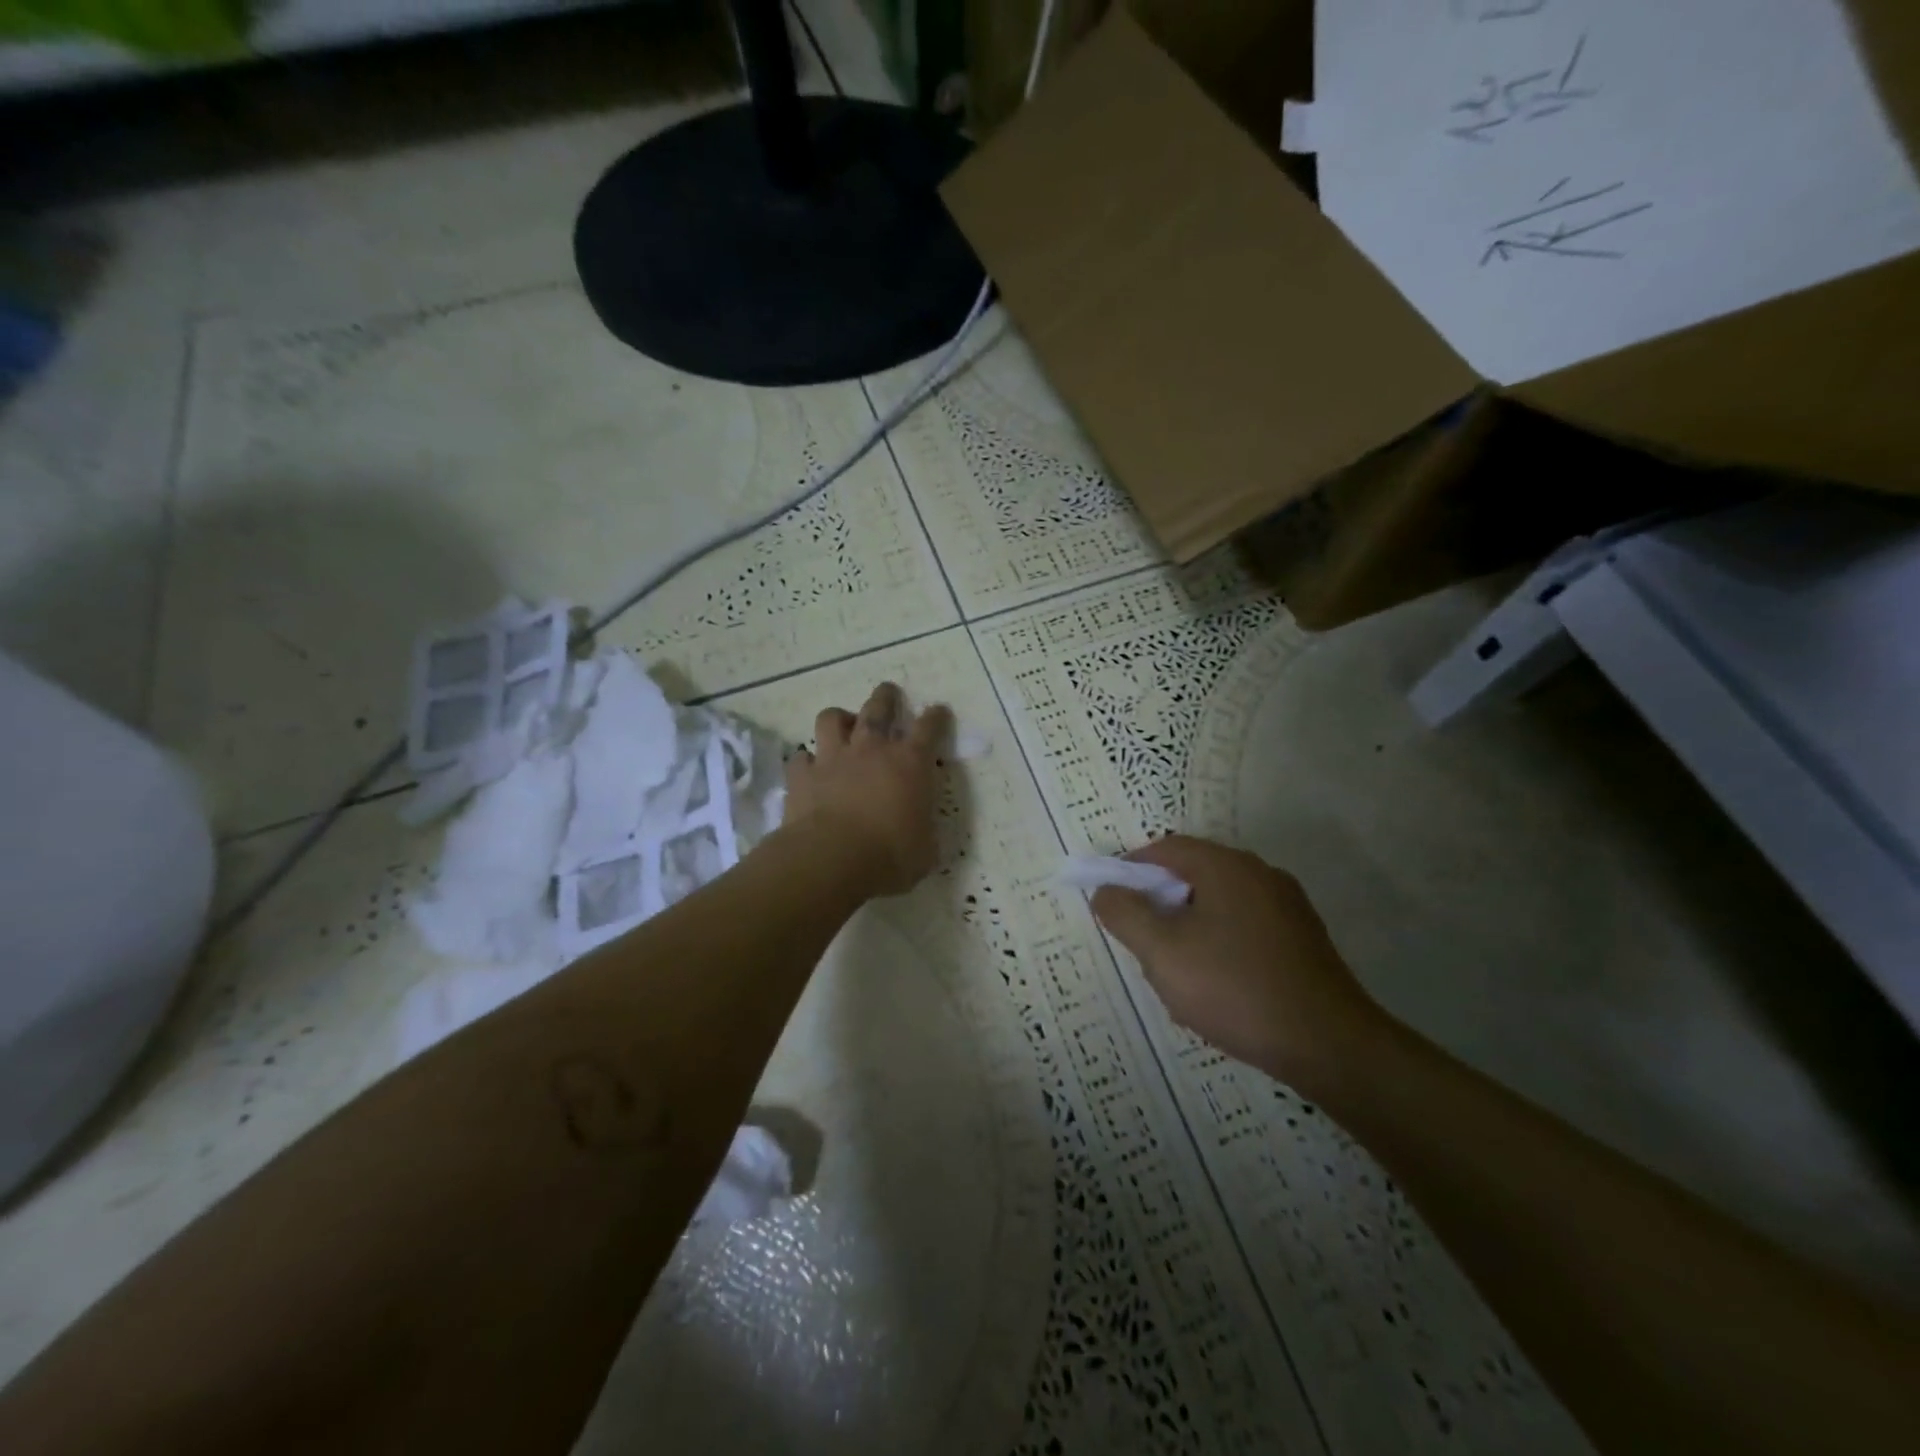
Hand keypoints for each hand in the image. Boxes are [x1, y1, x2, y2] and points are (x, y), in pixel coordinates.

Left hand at [783, 683, 950, 897]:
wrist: (832, 859)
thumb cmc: (890, 856)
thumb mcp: (924, 848)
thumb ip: (923, 829)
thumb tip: (920, 830)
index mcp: (910, 764)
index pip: (928, 728)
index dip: (935, 717)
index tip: (938, 711)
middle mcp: (871, 750)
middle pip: (878, 708)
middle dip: (886, 697)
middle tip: (888, 692)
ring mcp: (833, 759)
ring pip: (832, 719)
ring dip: (839, 718)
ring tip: (842, 724)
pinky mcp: (802, 776)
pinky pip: (800, 757)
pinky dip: (805, 760)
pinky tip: (808, 768)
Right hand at [1090, 835, 1383, 1088]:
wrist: (1328, 1044)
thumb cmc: (1234, 988)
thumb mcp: (1162, 953)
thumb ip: (1125, 914)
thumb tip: (1106, 890)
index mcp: (1226, 866)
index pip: (1166, 848)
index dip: (1132, 869)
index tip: (1113, 901)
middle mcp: (1260, 873)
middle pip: (1194, 872)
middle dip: (1160, 901)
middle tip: (1142, 941)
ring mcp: (1287, 905)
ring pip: (1220, 902)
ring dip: (1189, 924)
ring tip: (1177, 969)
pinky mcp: (1303, 937)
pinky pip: (1246, 925)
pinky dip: (1220, 940)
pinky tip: (1218, 983)